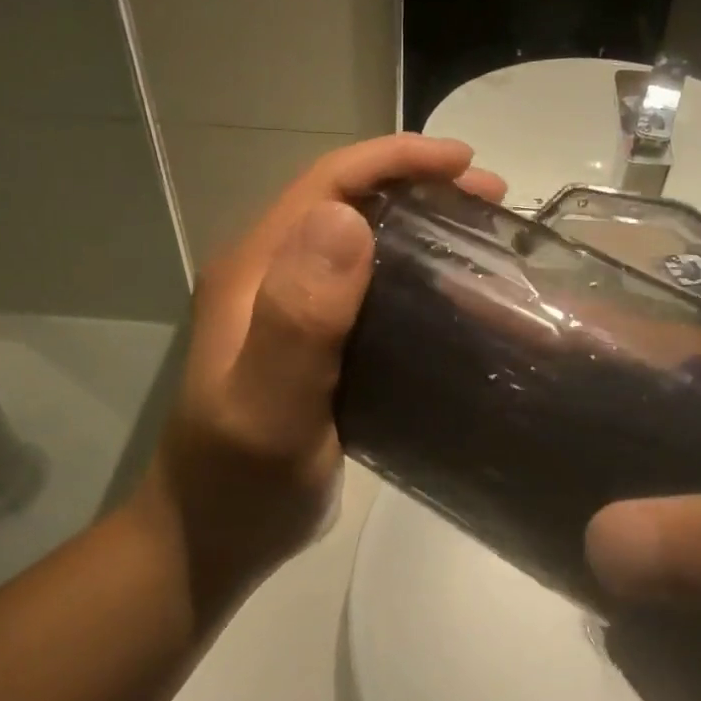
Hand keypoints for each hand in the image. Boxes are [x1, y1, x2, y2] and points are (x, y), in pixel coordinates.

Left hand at [136, 135, 506, 616]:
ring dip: (419, 229)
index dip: (394, 160)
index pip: (325, 183)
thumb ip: (298, 318)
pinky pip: (365, 290)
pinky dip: (411, 277)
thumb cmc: (239, 483)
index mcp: (253, 271)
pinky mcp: (308, 345)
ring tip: (483, 242)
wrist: (210, 540)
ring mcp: (285, 311)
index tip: (467, 165)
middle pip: (347, 203)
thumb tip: (345, 216)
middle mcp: (266, 277)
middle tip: (490, 203)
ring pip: (359, 244)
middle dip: (418, 187)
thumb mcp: (268, 406)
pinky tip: (450, 299)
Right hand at [586, 360, 700, 700]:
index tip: (487, 356)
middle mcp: (695, 439)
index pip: (628, 345)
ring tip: (676, 647)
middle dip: (562, 486)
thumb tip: (598, 542)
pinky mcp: (675, 571)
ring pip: (590, 522)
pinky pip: (614, 593)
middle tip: (553, 536)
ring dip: (614, 591)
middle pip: (589, 432)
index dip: (556, 342)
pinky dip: (641, 643)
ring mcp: (679, 508)